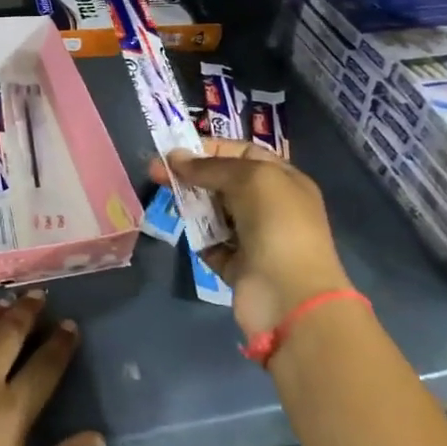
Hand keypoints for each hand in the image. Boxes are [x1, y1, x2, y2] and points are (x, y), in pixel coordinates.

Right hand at [155, 140, 351, 339]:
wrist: (291, 296)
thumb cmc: (278, 224)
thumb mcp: (249, 178)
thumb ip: (209, 166)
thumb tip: (174, 157)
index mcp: (283, 180)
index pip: (242, 153)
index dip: (210, 149)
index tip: (177, 151)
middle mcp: (271, 207)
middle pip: (224, 183)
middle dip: (193, 175)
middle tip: (156, 172)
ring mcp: (255, 239)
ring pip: (215, 213)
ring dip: (192, 205)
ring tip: (170, 200)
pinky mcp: (238, 267)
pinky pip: (211, 245)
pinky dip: (199, 238)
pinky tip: (187, 230)